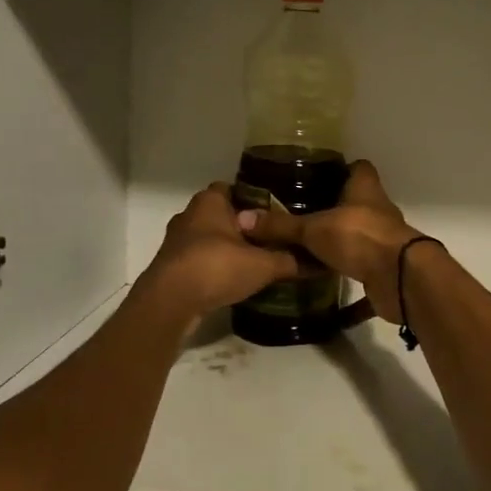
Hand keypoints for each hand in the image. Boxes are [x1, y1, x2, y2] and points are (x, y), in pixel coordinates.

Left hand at [135, 183, 301, 320]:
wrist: (170, 302)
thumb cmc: (216, 267)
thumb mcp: (263, 264)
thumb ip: (290, 260)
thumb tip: (319, 261)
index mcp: (209, 201)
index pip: (235, 188)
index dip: (255, 199)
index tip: (276, 212)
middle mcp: (189, 214)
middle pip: (222, 214)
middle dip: (243, 225)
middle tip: (271, 239)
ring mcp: (176, 241)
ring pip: (209, 238)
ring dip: (227, 248)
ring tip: (255, 261)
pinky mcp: (171, 266)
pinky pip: (199, 260)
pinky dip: (214, 267)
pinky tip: (232, 280)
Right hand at [237, 160, 422, 322]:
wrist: (400, 279)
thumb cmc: (359, 237)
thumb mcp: (314, 229)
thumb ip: (281, 226)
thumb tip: (243, 219)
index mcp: (365, 189)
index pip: (358, 168)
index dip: (341, 168)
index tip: (315, 175)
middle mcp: (377, 210)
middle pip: (355, 202)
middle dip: (332, 206)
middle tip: (298, 211)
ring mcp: (383, 239)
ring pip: (356, 234)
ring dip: (337, 239)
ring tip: (303, 243)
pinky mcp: (382, 267)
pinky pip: (358, 266)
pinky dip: (342, 271)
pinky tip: (319, 277)